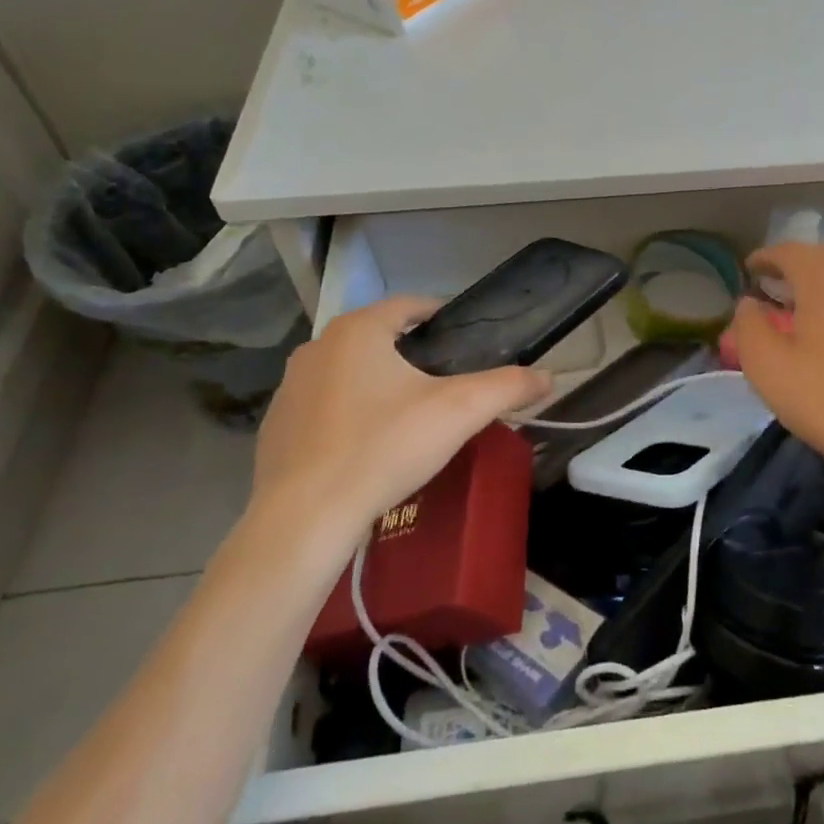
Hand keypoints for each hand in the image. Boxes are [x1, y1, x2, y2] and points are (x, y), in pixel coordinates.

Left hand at [247, 296, 551, 552]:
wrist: (305, 518)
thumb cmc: (384, 447)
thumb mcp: (459, 412)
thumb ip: (508, 386)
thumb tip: (549, 377)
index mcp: (358, 330)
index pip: (409, 305)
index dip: (441, 315)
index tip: (465, 338)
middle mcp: (317, 347)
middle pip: (378, 337)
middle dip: (411, 352)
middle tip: (445, 380)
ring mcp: (290, 388)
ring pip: (348, 372)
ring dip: (377, 382)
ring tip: (409, 414)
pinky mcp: (274, 427)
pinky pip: (323, 407)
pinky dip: (348, 414)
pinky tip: (367, 446)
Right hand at [729, 244, 823, 500]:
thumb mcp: (767, 365)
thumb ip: (749, 325)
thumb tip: (750, 304)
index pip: (788, 251)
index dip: (764, 258)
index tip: (748, 270)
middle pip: (820, 258)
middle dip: (793, 267)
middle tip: (771, 286)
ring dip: (820, 284)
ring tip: (801, 308)